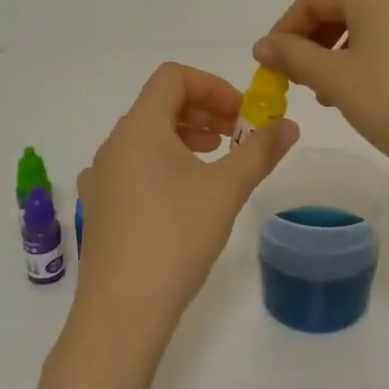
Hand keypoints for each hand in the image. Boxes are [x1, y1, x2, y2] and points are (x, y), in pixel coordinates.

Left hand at [8, 62, 296, 388]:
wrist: (122, 310)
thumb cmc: (176, 237)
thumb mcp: (226, 190)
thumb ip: (260, 151)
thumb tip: (289, 125)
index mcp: (139, 128)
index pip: (173, 77)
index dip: (213, 86)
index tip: (242, 114)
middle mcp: (113, 145)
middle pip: (159, 105)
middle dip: (204, 112)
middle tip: (238, 137)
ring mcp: (101, 178)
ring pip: (146, 138)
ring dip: (186, 138)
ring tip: (217, 163)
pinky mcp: (100, 209)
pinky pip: (134, 167)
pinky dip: (165, 164)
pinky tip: (186, 198)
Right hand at [254, 0, 388, 199]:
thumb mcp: (337, 81)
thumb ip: (294, 57)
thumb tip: (264, 45)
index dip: (285, 29)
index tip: (270, 65)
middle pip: (346, 5)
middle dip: (315, 41)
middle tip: (299, 81)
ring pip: (375, 23)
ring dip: (344, 51)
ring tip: (333, 93)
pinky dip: (376, 57)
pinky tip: (373, 93)